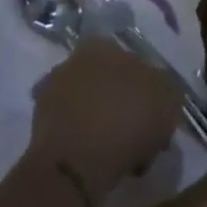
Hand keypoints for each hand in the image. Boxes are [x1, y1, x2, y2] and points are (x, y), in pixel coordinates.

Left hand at [26, 38, 182, 206]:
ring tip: (119, 155)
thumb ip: (167, 91)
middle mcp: (73, 59)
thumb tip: (161, 94)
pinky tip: (97, 162)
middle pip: (107, 82)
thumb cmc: (127, 120)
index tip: (154, 115)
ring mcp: (51, 91)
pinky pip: (71, 130)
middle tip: (138, 135)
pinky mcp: (38, 124)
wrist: (75, 162)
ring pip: (88, 106)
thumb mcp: (168, 101)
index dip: (146, 90)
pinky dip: (83, 142)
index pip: (130, 62)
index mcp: (103, 44)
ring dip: (101, 123)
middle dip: (121, 104)